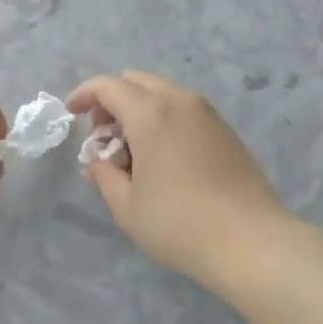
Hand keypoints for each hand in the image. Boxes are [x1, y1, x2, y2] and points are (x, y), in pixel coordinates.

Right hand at [67, 71, 298, 289]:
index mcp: (149, 113)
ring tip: (132, 151)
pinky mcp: (226, 130)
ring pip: (162, 93)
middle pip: (136, 81)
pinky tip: (162, 157)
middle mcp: (179, 101)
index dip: (83, 94)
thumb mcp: (126, 206)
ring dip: (139, 109)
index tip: (71, 114)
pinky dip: (163, 119)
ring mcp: (207, 113)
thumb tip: (98, 163)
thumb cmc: (179, 224)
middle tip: (102, 135)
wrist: (252, 242)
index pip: (107, 86)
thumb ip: (104, 176)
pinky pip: (184, 109)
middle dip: (111, 100)